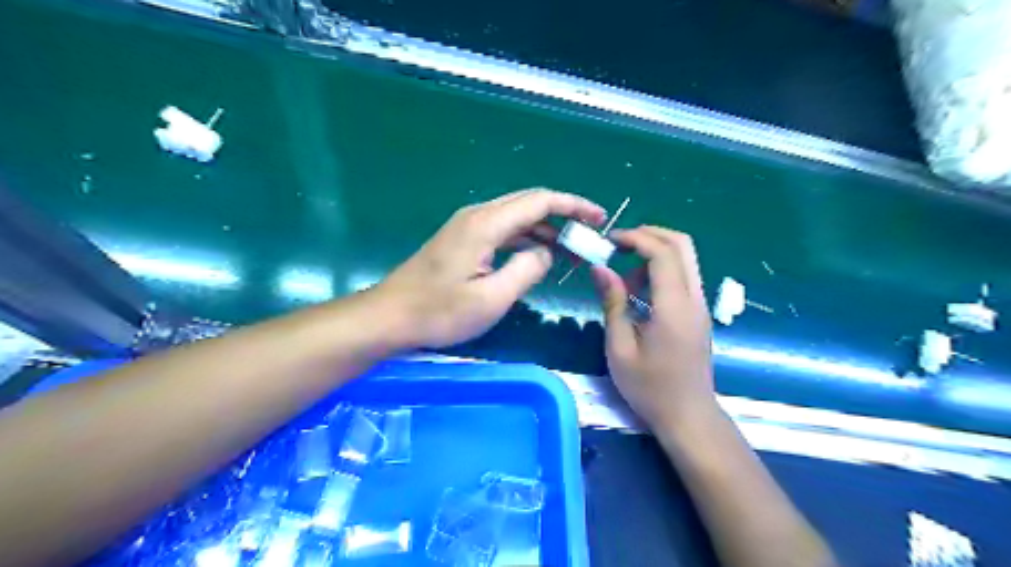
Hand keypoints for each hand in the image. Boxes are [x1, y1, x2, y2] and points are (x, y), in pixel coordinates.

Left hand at [374, 191, 602, 346]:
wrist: (390, 316)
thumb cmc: (439, 312)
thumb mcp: (491, 298)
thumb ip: (526, 270)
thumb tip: (545, 253)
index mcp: (486, 224)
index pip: (539, 201)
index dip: (573, 205)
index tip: (598, 218)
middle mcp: (478, 215)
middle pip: (529, 203)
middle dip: (563, 214)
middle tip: (589, 234)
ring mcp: (467, 226)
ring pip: (516, 217)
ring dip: (545, 228)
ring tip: (571, 249)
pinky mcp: (462, 239)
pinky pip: (503, 230)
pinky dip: (526, 238)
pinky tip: (538, 255)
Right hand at [594, 227, 718, 429]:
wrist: (688, 416)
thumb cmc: (649, 388)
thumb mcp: (619, 348)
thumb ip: (612, 303)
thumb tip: (600, 268)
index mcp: (674, 306)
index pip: (662, 253)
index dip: (635, 238)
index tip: (609, 242)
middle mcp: (694, 298)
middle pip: (681, 245)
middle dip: (649, 235)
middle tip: (619, 245)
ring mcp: (700, 305)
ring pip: (684, 259)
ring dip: (654, 254)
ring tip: (625, 278)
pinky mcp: (698, 313)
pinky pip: (683, 277)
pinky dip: (661, 271)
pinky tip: (639, 294)